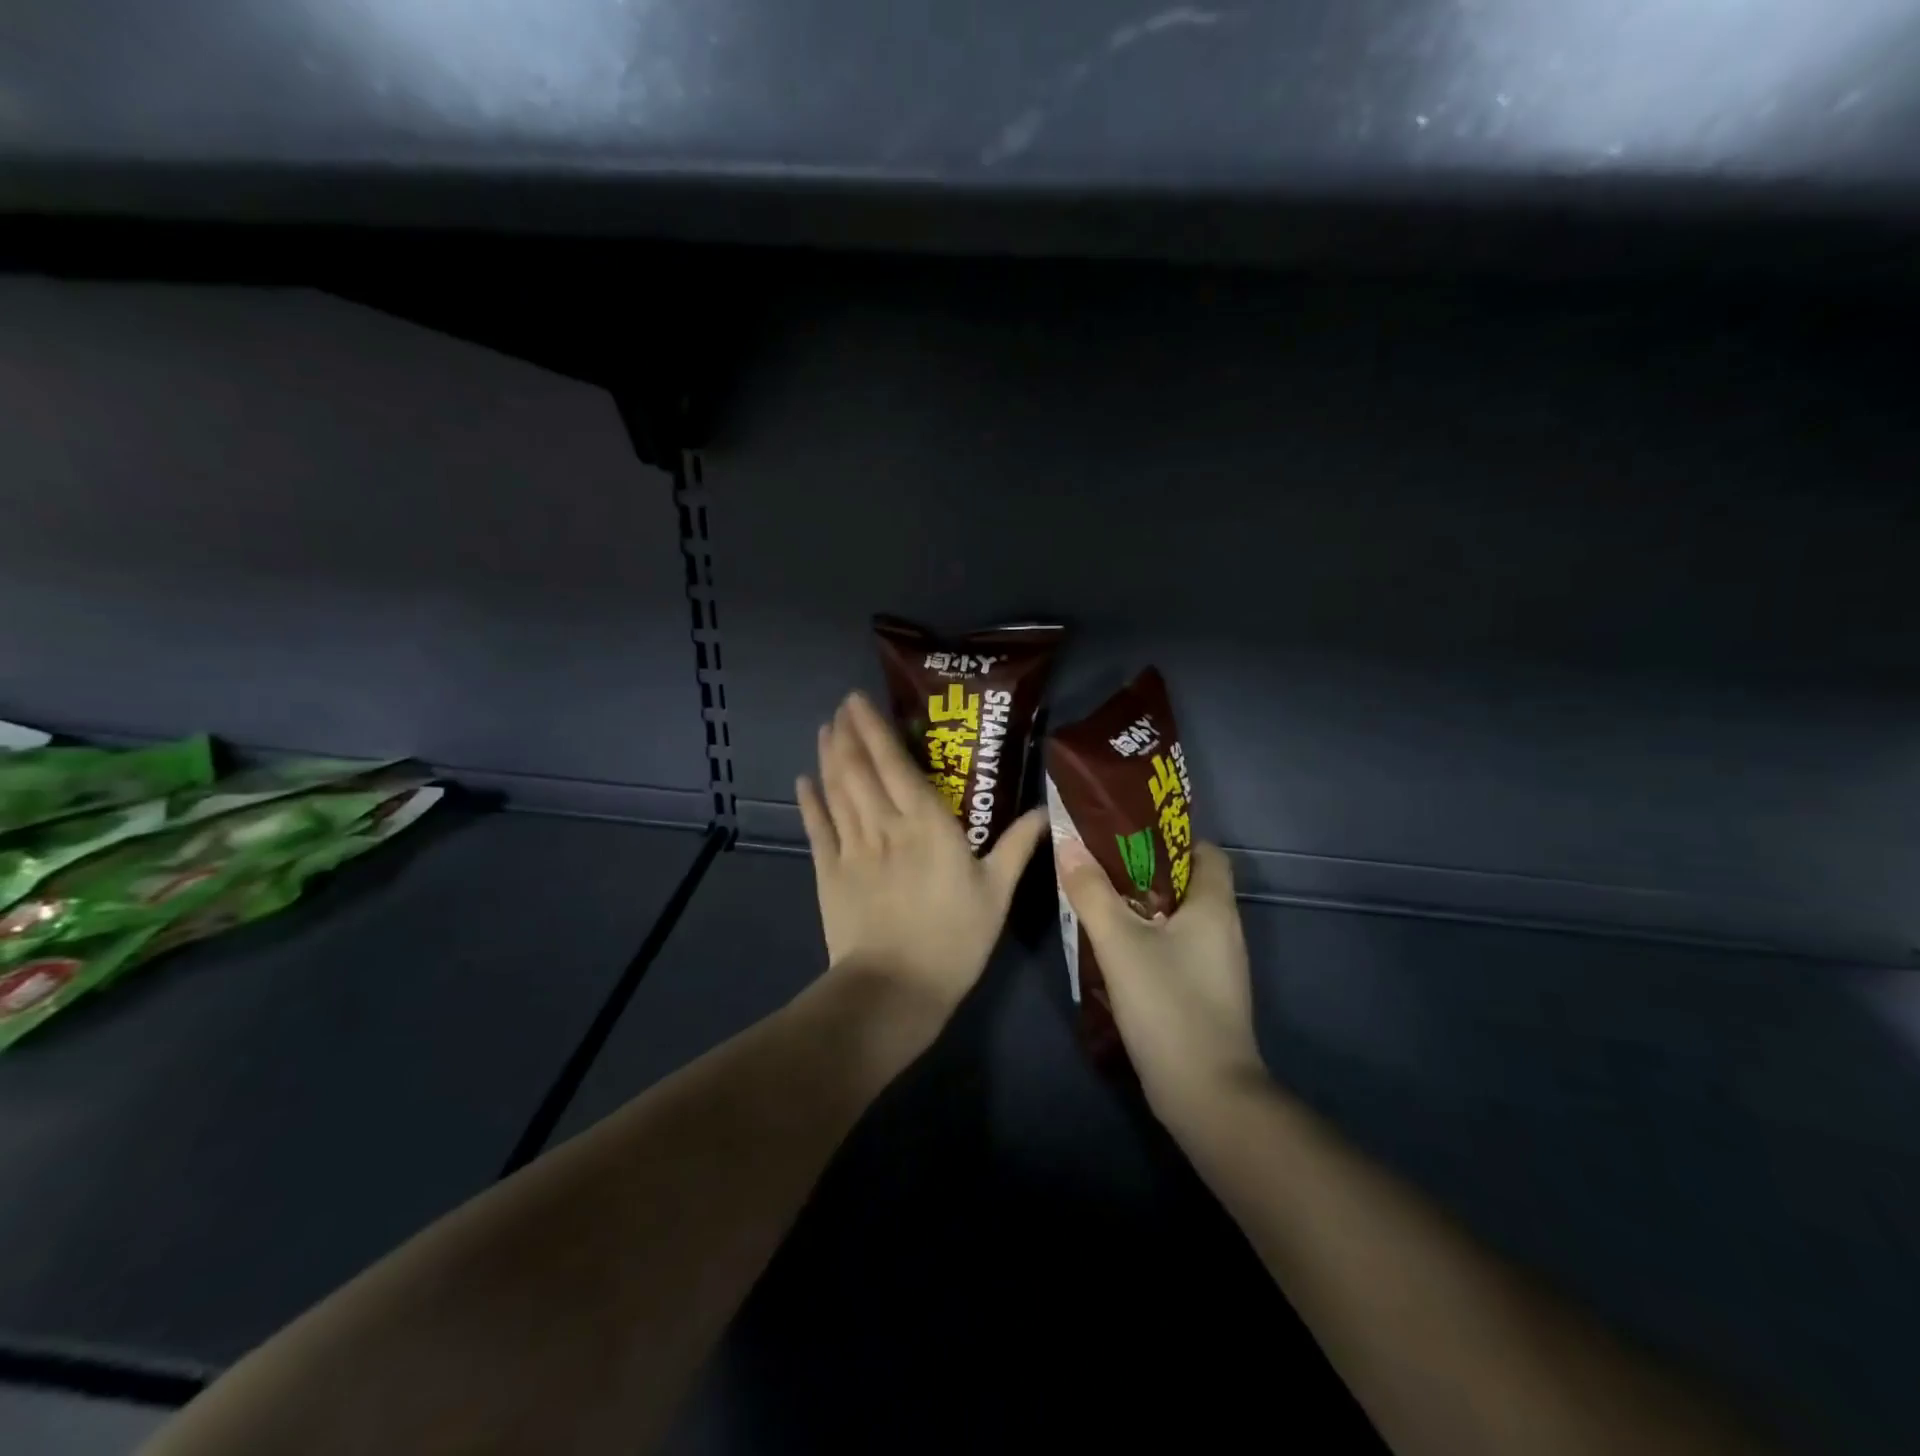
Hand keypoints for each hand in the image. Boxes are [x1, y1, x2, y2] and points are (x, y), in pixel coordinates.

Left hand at [798, 692, 1046, 1027]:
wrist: (897, 988)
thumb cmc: (955, 939)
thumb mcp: (997, 894)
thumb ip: (1017, 847)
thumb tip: (1044, 810)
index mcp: (928, 825)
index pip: (896, 765)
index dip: (876, 730)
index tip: (860, 701)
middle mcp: (885, 825)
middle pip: (860, 770)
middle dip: (849, 734)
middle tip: (842, 707)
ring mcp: (852, 848)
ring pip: (837, 792)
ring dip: (829, 758)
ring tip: (825, 731)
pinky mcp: (829, 873)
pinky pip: (817, 829)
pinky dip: (809, 803)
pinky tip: (803, 781)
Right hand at [1056, 838, 1265, 1125]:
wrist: (1205, 1094)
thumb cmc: (1168, 1004)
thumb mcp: (1120, 943)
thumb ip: (1092, 893)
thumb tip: (1068, 845)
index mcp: (1214, 906)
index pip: (1205, 851)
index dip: (1170, 838)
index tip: (1127, 838)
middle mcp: (1223, 930)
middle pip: (1187, 883)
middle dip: (1143, 871)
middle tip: (1099, 867)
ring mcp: (1216, 965)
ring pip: (1177, 919)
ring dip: (1141, 908)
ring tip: (1098, 902)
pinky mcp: (1204, 994)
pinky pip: (1175, 949)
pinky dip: (1148, 941)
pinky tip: (1114, 950)